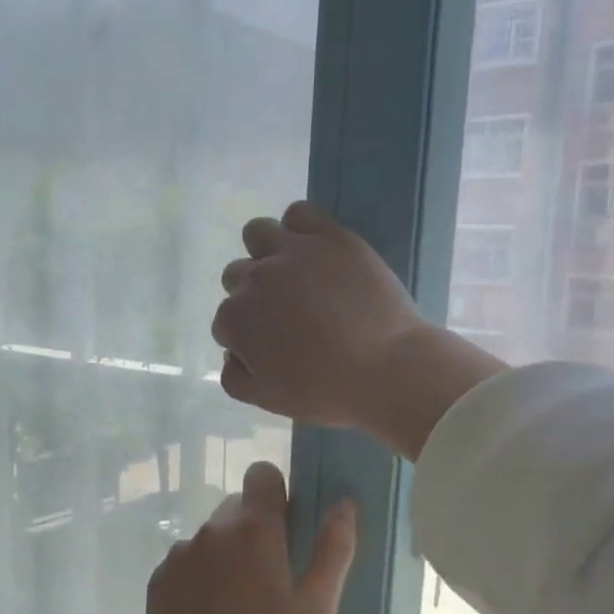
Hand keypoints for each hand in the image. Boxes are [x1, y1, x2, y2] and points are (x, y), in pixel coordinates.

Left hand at [76, 462, 356, 613]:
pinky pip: (187, 562)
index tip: (289, 528)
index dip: (278, 493)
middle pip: (238, 508)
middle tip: (271, 580)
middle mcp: (212, 528)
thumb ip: (332, 550)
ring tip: (238, 607)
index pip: (262, 474)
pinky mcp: (159, 579)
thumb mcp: (314, 609)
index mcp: (253, 528)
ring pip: (212, 537)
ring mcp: (180, 552)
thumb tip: (345, 503)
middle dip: (255, 531)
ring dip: (227, 556)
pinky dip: (200, 578)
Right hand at [211, 201, 506, 459]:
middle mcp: (254, 279)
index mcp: (236, 320)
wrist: (388, 369)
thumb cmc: (326, 391)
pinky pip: (299, 213)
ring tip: (292, 273)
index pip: (225, 321)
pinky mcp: (329, 236)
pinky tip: (314, 249)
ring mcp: (292, 252)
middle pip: (237, 276)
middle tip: (286, 314)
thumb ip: (236, 379)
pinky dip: (299, 227)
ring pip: (257, 234)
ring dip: (266, 252)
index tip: (272, 346)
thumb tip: (232, 355)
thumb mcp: (269, 401)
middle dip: (254, 295)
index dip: (246, 336)